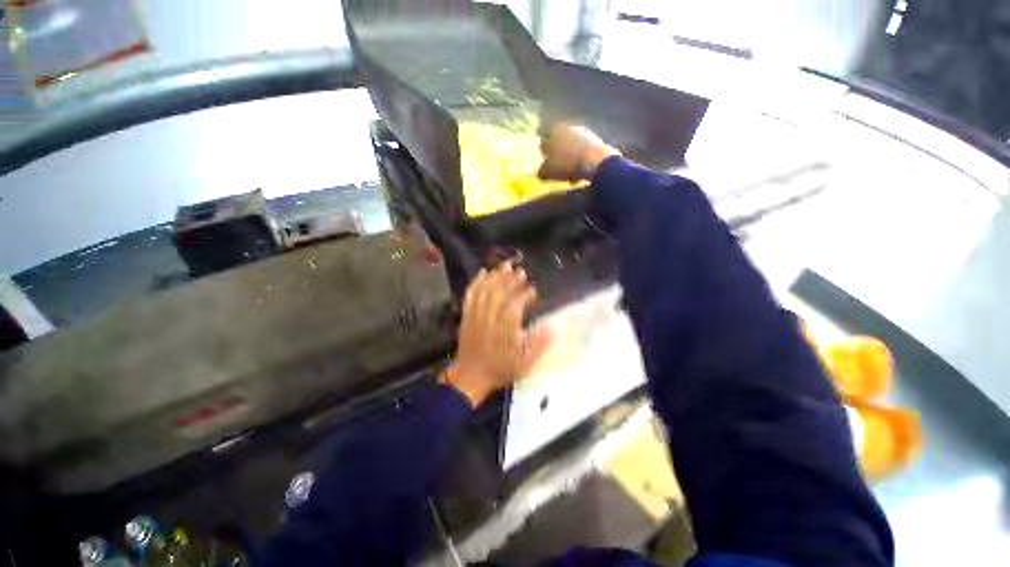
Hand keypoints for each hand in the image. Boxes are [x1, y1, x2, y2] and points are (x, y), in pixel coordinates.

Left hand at [442, 264, 549, 406]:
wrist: (470, 377)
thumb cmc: (499, 370)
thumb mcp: (524, 365)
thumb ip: (538, 346)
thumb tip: (550, 327)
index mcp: (504, 331)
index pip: (515, 306)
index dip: (524, 295)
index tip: (533, 290)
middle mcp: (489, 319)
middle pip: (499, 293)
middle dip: (510, 280)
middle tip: (520, 271)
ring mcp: (476, 316)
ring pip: (485, 291)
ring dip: (495, 276)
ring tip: (505, 266)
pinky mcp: (466, 315)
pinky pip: (470, 295)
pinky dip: (476, 282)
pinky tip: (483, 273)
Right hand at [538, 123, 620, 181]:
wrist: (595, 161)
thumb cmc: (567, 165)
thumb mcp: (548, 172)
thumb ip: (542, 171)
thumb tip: (541, 173)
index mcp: (554, 131)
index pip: (544, 145)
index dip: (545, 158)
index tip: (548, 169)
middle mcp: (569, 128)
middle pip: (560, 146)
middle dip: (559, 159)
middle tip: (559, 173)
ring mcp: (584, 132)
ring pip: (572, 150)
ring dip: (570, 162)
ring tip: (571, 177)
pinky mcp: (596, 140)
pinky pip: (583, 153)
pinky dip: (581, 162)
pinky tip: (581, 175)